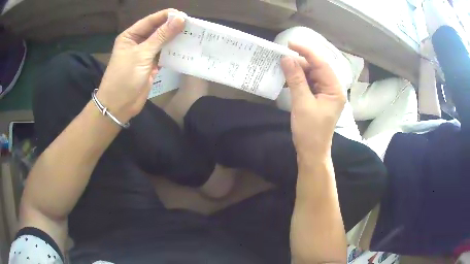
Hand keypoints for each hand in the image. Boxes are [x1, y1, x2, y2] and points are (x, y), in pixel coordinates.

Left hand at [97, 9, 184, 122]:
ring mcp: (145, 54)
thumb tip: (180, 19)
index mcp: (131, 36)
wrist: (119, 105)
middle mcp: (138, 42)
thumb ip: (161, 36)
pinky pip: (164, 54)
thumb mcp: (142, 54)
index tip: (184, 15)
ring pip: (162, 42)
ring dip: (174, 39)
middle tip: (191, 25)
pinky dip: (173, 52)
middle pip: (157, 30)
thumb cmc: (125, 77)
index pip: (150, 21)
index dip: (166, 16)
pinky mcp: (151, 65)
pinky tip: (185, 48)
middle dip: (172, 27)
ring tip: (191, 34)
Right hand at [281, 42, 345, 160]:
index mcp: (335, 90)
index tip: (290, 44)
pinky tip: (289, 77)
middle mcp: (333, 89)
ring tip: (283, 67)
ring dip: (298, 70)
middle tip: (283, 58)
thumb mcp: (302, 103)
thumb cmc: (310, 131)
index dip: (307, 52)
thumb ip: (295, 79)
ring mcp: (326, 93)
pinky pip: (309, 83)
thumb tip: (286, 58)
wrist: (312, 152)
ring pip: (312, 74)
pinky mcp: (319, 98)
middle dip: (301, 61)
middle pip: (317, 68)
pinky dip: (299, 79)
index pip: (322, 64)